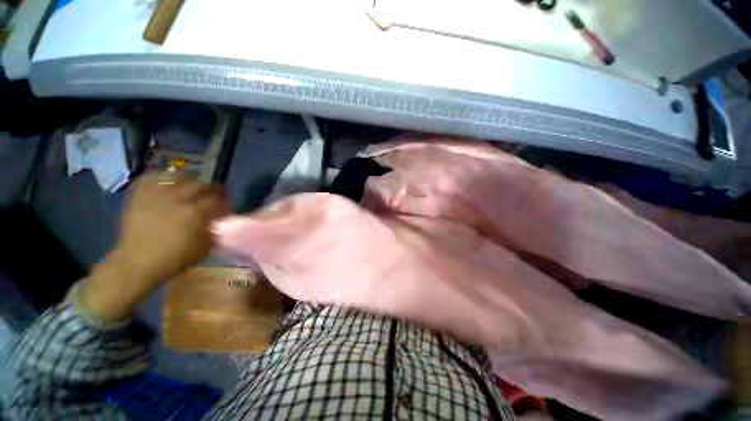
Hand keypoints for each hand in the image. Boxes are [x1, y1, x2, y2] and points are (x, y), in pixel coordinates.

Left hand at [80, 172, 227, 319]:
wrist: (137, 263)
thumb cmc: (174, 259)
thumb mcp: (204, 249)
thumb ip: (213, 232)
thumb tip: (215, 224)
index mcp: (195, 213)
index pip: (216, 199)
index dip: (223, 201)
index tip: (225, 205)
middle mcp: (177, 200)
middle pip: (199, 185)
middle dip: (209, 189)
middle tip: (211, 194)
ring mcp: (156, 197)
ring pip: (175, 177)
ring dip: (186, 180)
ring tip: (188, 185)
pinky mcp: (139, 198)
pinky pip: (149, 180)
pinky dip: (159, 178)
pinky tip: (165, 183)